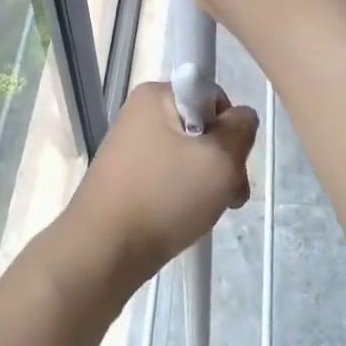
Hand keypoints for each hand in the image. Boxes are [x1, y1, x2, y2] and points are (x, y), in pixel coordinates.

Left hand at [63, 83, 258, 284]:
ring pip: (188, 158)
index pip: (214, 98)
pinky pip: (168, 177)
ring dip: (207, 183)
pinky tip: (185, 218)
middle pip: (203, 130)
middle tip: (228, 195)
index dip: (230, 129)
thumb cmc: (165, 196)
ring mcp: (130, 148)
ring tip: (207, 212)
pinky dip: (184, 196)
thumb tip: (240, 117)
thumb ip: (241, 129)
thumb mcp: (220, 159)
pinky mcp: (126, 178)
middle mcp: (140, 115)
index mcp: (156, 95)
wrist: (104, 249)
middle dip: (222, 162)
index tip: (230, 162)